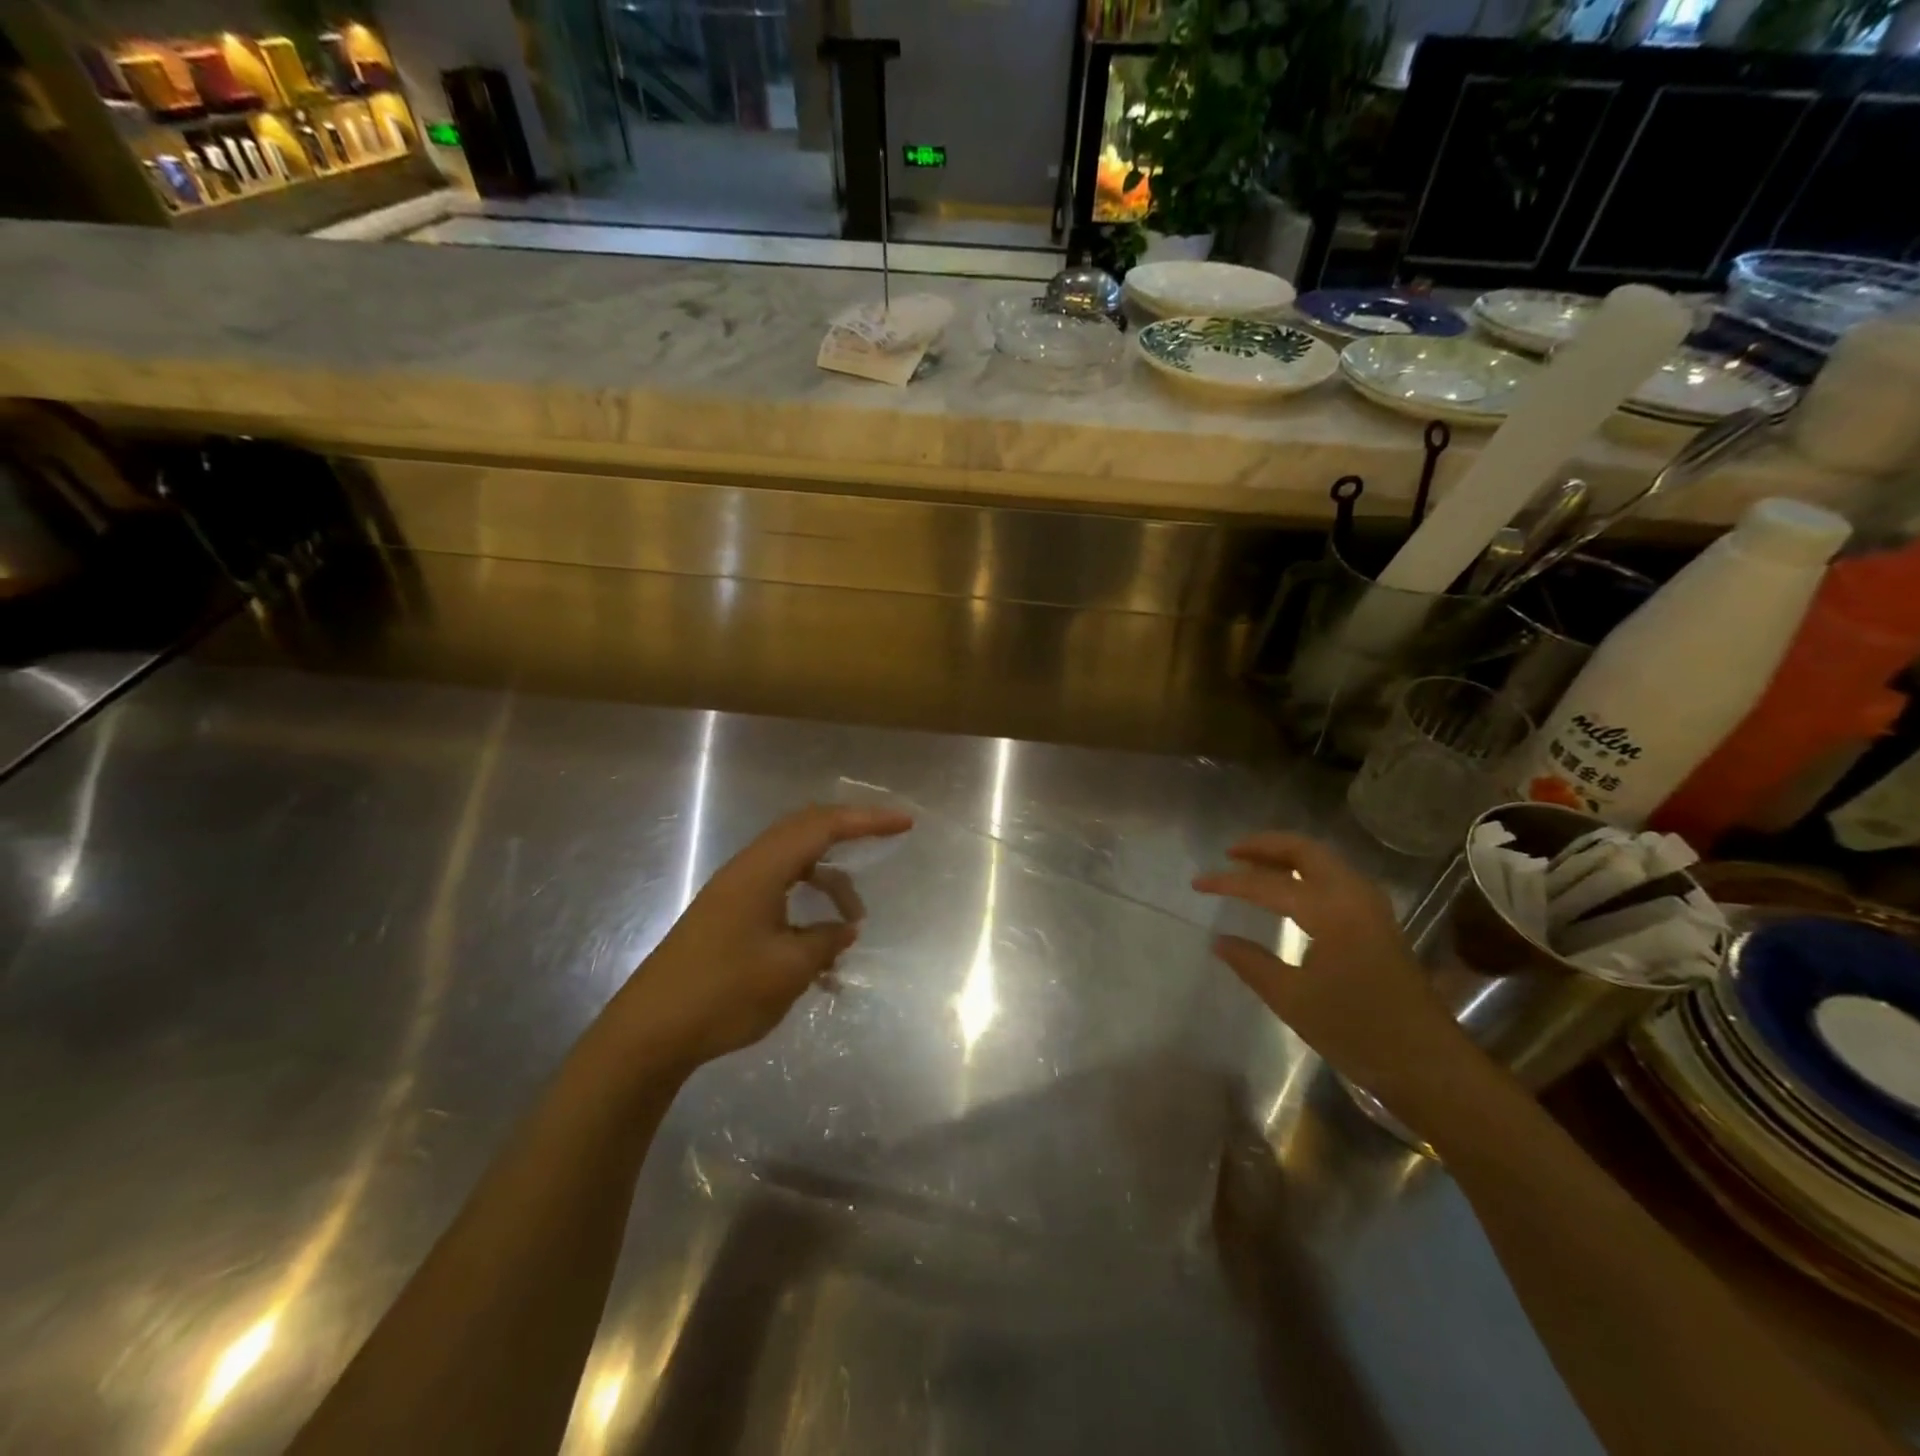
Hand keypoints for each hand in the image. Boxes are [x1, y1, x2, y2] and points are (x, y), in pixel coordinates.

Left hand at [603, 804, 912, 1074]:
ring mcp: (735, 892)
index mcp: (762, 870)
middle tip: (886, 842)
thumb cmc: (722, 993)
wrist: (649, 1033)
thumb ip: (825, 940)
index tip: (904, 824)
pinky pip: (780, 893)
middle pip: (806, 832)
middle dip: (850, 836)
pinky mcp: (728, 916)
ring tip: (852, 925)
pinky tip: (819, 950)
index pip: (823, 827)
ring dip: (828, 885)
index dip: (867, 821)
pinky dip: (807, 909)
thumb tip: (845, 928)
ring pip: (794, 866)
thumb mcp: (788, 968)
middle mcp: (748, 870)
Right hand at [1194, 833, 1475, 1106]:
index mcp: (1330, 911)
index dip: (1228, 882)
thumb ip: (1252, 964)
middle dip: (1265, 846)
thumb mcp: (1293, 1001)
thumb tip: (1220, 941)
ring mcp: (1371, 907)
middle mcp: (1353, 896)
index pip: (1268, 884)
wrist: (1429, 1065)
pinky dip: (1307, 872)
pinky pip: (1336, 878)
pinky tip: (1289, 890)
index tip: (1196, 884)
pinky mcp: (1379, 922)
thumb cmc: (1357, 1032)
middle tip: (1230, 854)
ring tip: (1253, 866)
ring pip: (1324, 861)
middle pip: (1305, 851)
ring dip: (1287, 856)